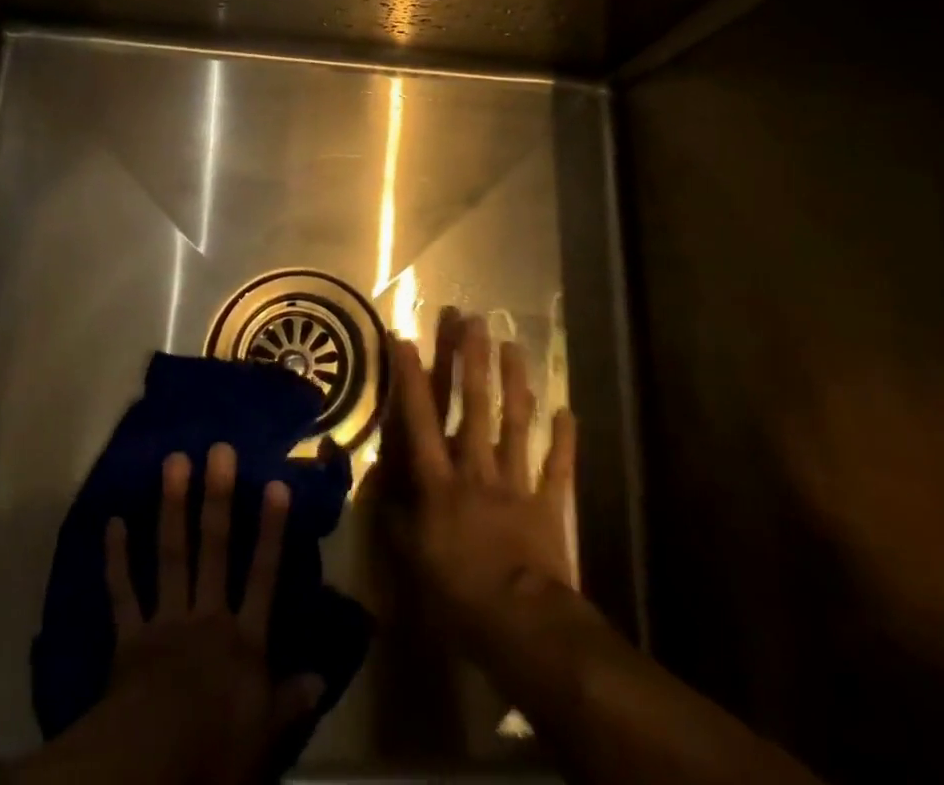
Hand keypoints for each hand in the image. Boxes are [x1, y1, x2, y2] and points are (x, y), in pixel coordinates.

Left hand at [99, 444, 322, 784]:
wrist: (149, 768)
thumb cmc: (214, 753)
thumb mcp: (264, 738)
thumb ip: (290, 703)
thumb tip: (322, 677)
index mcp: (243, 640)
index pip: (264, 575)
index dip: (271, 531)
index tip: (276, 484)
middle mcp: (207, 617)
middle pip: (216, 549)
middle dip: (219, 498)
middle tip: (219, 450)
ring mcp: (166, 621)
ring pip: (172, 555)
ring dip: (172, 507)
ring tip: (174, 461)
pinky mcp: (129, 638)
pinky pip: (122, 592)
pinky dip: (116, 558)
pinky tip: (112, 521)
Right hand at [384, 311, 577, 656]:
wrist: (522, 625)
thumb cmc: (458, 592)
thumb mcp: (411, 559)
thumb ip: (393, 517)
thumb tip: (376, 484)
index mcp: (440, 481)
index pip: (420, 419)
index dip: (412, 377)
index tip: (406, 338)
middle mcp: (476, 469)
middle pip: (474, 405)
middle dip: (471, 360)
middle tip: (472, 319)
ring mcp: (515, 482)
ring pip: (515, 423)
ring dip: (515, 382)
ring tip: (514, 345)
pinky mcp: (547, 504)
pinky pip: (556, 467)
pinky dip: (563, 440)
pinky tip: (567, 411)